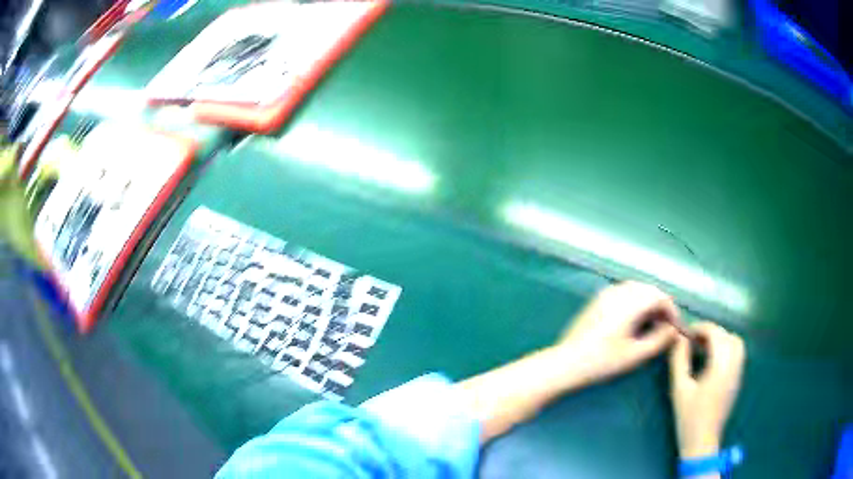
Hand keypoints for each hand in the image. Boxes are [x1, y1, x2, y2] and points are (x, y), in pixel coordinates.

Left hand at [557, 281, 681, 385]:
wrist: (565, 362)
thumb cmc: (602, 361)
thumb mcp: (635, 355)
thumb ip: (658, 340)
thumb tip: (673, 330)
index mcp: (630, 302)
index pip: (660, 296)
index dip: (672, 311)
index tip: (675, 329)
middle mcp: (619, 291)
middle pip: (649, 290)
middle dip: (661, 306)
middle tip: (665, 327)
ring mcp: (606, 293)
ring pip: (636, 290)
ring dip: (648, 303)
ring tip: (652, 325)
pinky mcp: (598, 300)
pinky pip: (624, 293)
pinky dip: (635, 302)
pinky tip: (635, 321)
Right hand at [669, 321, 745, 457]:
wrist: (702, 442)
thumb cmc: (689, 417)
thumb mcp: (680, 389)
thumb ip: (679, 361)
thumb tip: (679, 339)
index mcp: (720, 366)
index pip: (716, 334)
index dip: (701, 328)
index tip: (686, 333)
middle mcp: (733, 365)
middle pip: (728, 336)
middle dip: (711, 332)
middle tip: (694, 339)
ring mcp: (738, 373)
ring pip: (736, 343)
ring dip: (721, 339)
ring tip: (704, 347)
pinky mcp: (737, 380)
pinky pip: (737, 354)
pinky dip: (727, 348)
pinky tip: (713, 359)